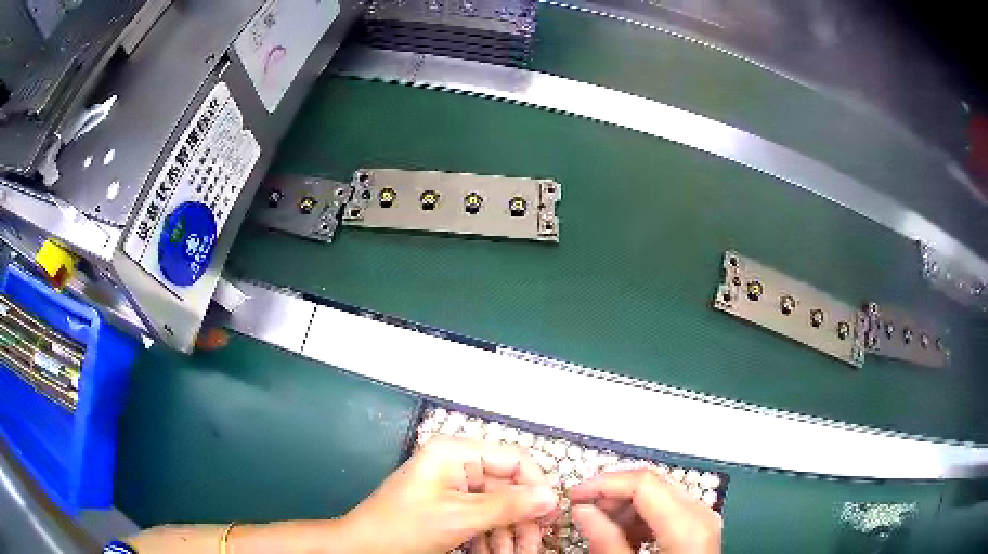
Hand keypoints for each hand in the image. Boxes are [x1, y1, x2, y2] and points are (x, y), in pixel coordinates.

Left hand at [339, 436, 558, 553]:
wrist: (362, 548)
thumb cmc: (404, 527)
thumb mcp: (460, 518)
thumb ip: (508, 506)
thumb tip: (551, 497)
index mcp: (456, 453)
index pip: (514, 459)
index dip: (537, 486)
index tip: (551, 517)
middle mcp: (457, 464)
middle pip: (508, 488)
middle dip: (522, 519)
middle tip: (534, 546)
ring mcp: (453, 487)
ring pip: (498, 507)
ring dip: (509, 533)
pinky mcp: (449, 506)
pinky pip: (482, 517)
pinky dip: (492, 537)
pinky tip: (494, 553)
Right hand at [569, 470, 721, 553]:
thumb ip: (606, 541)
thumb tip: (583, 510)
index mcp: (688, 526)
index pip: (643, 483)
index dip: (604, 484)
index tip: (575, 495)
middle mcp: (701, 515)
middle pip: (653, 484)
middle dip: (613, 495)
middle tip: (583, 511)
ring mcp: (704, 520)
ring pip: (659, 495)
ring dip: (625, 507)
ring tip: (601, 528)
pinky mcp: (700, 529)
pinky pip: (668, 510)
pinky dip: (641, 518)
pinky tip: (626, 538)